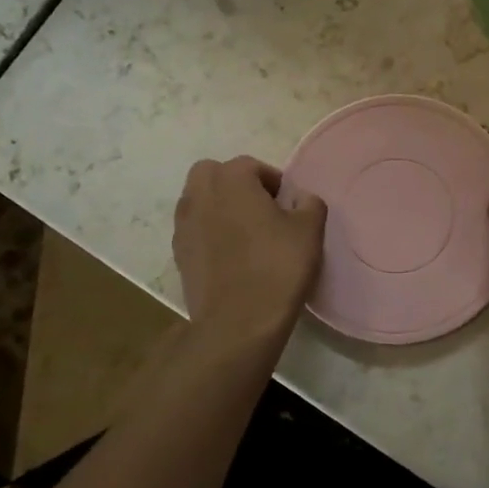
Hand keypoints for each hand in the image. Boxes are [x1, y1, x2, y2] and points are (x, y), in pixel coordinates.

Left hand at [174, 156, 326, 350]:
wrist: (238, 322)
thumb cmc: (277, 266)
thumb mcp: (309, 230)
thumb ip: (309, 204)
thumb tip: (300, 199)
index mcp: (231, 179)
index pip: (251, 166)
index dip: (273, 181)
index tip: (287, 205)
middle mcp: (200, 194)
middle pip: (213, 174)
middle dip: (234, 184)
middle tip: (260, 209)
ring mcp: (183, 225)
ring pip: (198, 200)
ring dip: (218, 207)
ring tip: (245, 233)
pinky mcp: (178, 254)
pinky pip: (194, 230)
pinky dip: (208, 233)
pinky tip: (230, 256)